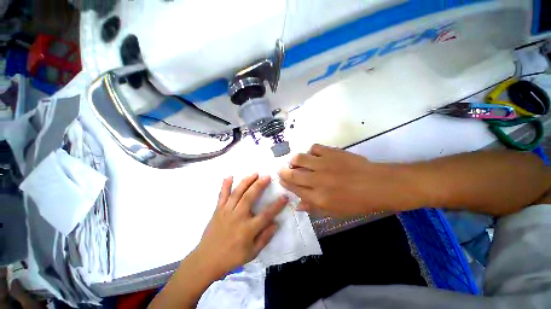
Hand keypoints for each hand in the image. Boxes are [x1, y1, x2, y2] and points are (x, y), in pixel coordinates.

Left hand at [196, 174, 287, 275]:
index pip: (266, 214)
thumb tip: (276, 224)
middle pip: (249, 197)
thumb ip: (265, 238)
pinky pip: (222, 195)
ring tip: (254, 173)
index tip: (284, 196)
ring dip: (246, 181)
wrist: (206, 260)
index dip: (277, 205)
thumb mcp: (252, 253)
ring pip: (237, 193)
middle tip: (267, 176)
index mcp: (248, 229)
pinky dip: (225, 185)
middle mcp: (238, 217)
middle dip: (259, 185)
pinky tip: (229, 176)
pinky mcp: (218, 210)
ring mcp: (226, 212)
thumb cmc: (232, 258)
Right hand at [278, 144, 417, 216]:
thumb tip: (297, 205)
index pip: (294, 189)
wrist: (377, 185)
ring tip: (295, 162)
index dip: (285, 184)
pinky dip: (310, 151)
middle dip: (284, 172)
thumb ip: (314, 207)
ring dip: (294, 160)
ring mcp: (324, 164)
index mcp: (318, 197)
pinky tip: (313, 155)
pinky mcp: (331, 152)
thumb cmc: (357, 202)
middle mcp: (317, 180)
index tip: (281, 180)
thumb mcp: (334, 211)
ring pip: (300, 159)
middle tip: (281, 170)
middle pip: (293, 174)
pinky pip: (314, 148)